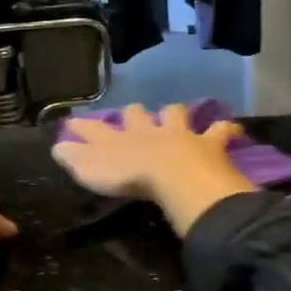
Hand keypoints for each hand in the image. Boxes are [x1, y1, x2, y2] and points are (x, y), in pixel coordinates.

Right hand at [53, 103, 256, 236]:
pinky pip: (220, 131)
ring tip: (176, 114)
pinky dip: (226, 129)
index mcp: (120, 139)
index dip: (85, 127)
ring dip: (174, 114)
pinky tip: (234, 129)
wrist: (173, 175)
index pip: (97, 130)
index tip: (75, 122)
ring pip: (175, 115)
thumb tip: (57, 146)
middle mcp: (148, 130)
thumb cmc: (129, 176)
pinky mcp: (209, 143)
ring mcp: (180, 134)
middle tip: (133, 113)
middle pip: (138, 115)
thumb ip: (75, 158)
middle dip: (133, 114)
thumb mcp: (91, 170)